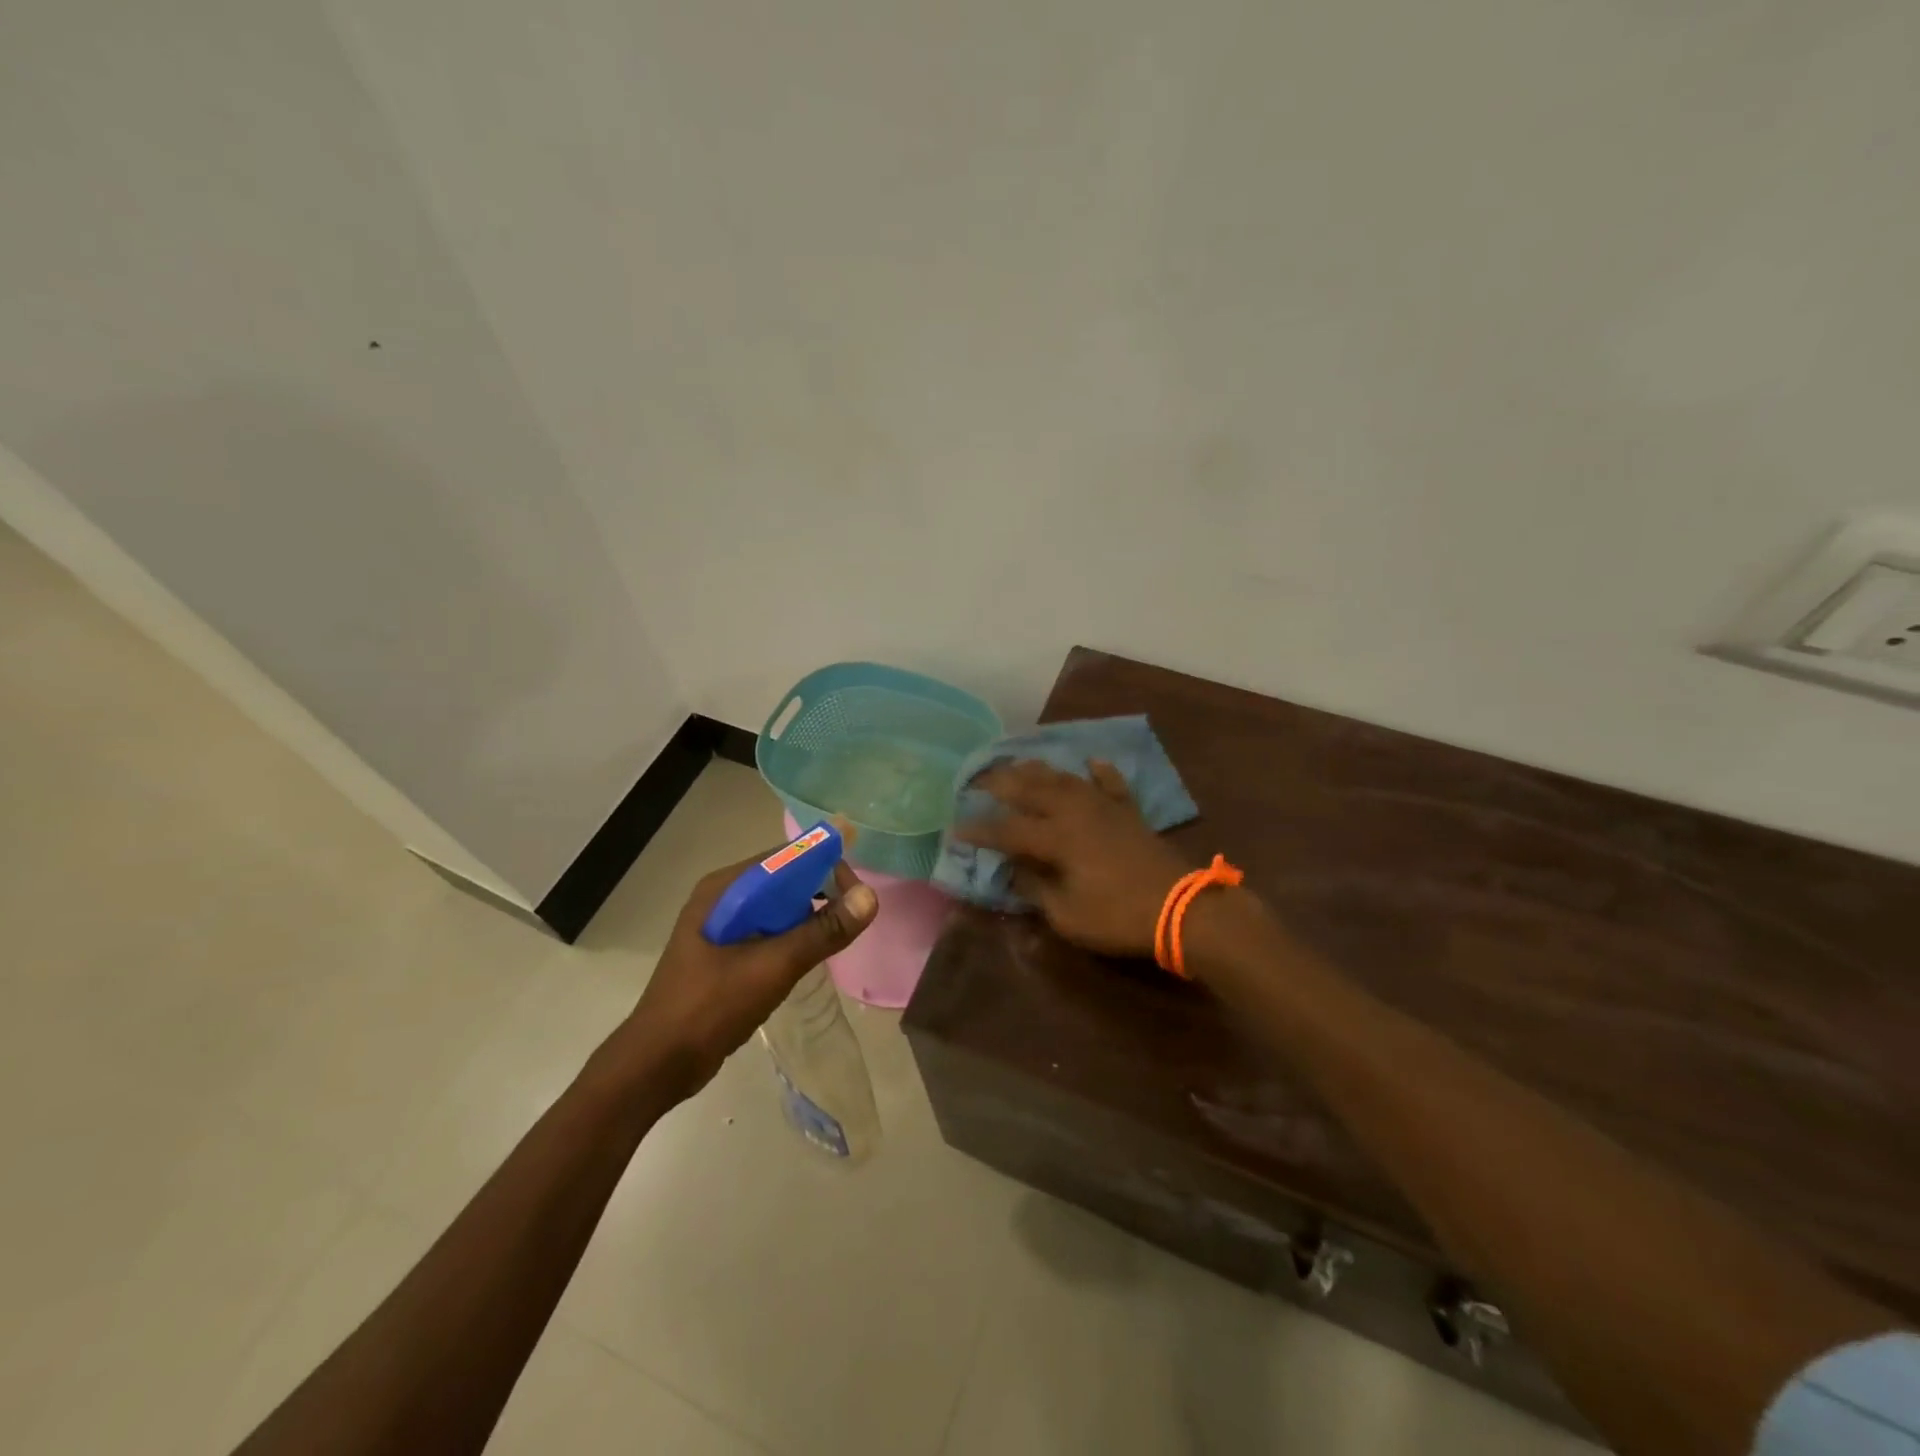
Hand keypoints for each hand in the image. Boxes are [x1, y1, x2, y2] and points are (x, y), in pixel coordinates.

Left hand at [622, 856, 877, 1096]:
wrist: (656, 1065)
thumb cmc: (710, 1007)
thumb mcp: (772, 966)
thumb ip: (821, 931)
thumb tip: (869, 896)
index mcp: (725, 888)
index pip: (787, 858)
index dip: (825, 866)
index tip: (856, 895)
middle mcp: (722, 898)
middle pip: (784, 880)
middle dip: (820, 894)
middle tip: (850, 922)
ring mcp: (720, 927)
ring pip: (777, 909)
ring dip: (807, 919)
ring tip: (834, 941)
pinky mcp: (723, 953)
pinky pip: (767, 932)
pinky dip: (791, 938)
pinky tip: (806, 960)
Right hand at [956, 759, 1188, 956]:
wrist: (1181, 908)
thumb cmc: (1118, 916)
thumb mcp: (1066, 914)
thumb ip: (1036, 887)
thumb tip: (1016, 869)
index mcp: (1056, 837)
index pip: (1007, 829)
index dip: (979, 830)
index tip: (955, 828)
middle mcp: (1075, 812)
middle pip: (1031, 789)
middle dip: (1001, 783)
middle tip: (977, 780)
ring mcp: (1104, 807)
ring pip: (1065, 778)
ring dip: (1038, 770)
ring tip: (1018, 763)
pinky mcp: (1128, 812)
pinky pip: (1110, 784)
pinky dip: (1099, 772)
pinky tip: (1090, 761)